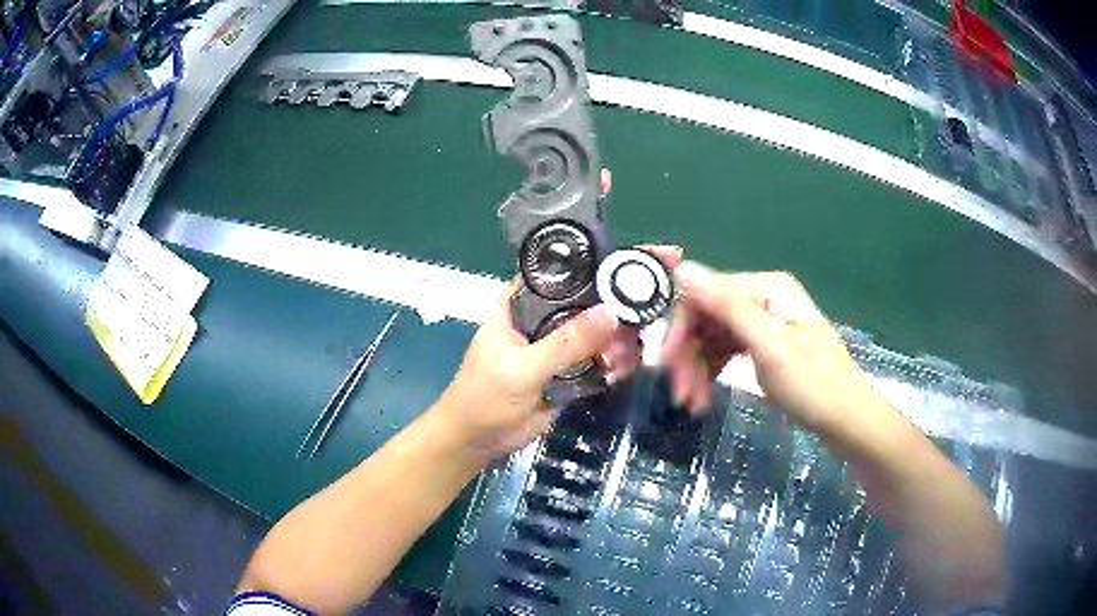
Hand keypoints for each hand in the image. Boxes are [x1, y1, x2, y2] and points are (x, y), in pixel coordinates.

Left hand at [435, 282, 621, 458]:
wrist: (477, 443)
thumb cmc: (485, 397)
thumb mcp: (522, 368)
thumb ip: (565, 343)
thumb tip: (611, 313)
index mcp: (519, 304)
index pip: (559, 273)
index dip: (592, 267)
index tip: (628, 269)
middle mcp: (540, 318)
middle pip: (584, 302)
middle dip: (613, 309)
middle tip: (640, 320)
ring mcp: (556, 346)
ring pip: (595, 333)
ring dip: (616, 340)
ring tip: (630, 354)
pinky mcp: (568, 372)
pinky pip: (597, 361)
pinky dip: (613, 363)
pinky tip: (625, 368)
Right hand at [662, 262, 880, 433]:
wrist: (848, 420)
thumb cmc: (813, 384)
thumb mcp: (769, 346)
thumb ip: (727, 306)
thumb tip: (683, 269)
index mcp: (765, 289)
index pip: (704, 296)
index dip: (681, 329)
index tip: (667, 367)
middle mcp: (762, 299)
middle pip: (707, 318)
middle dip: (689, 356)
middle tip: (680, 395)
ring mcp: (764, 324)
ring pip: (713, 339)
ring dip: (698, 369)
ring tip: (692, 404)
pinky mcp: (765, 347)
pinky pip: (726, 353)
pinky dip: (712, 373)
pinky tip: (704, 397)